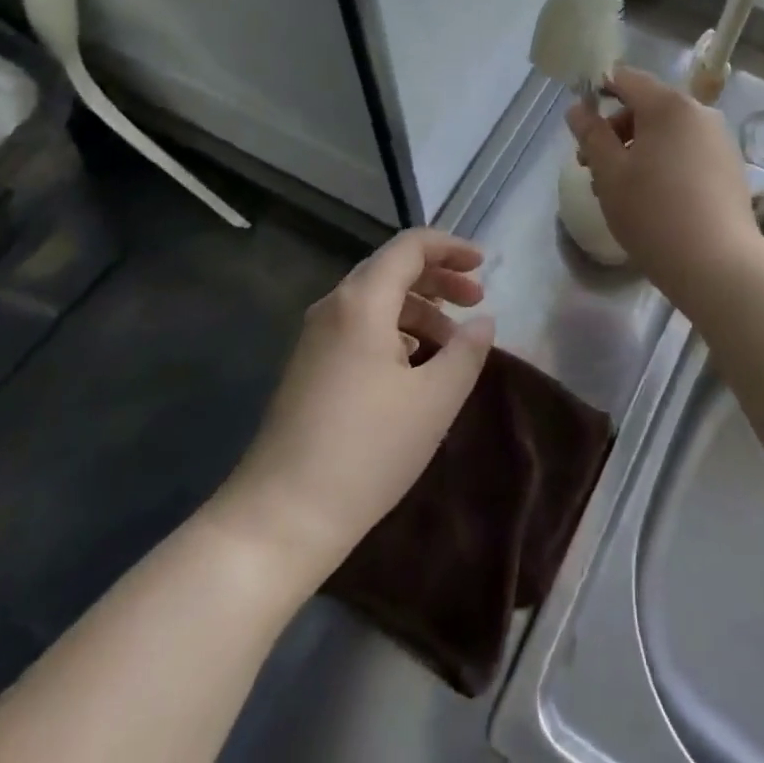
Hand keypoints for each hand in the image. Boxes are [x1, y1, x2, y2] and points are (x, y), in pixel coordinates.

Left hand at [210, 229, 493, 585]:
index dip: (450, 247)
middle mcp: (334, 306)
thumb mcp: (434, 400)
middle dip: (439, 278)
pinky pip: (361, 327)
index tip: (483, 265)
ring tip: (453, 345)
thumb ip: (466, 351)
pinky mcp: (309, 366)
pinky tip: (415, 367)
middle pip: (392, 268)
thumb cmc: (367, 450)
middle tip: (476, 301)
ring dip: (420, 310)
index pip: (410, 246)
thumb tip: (483, 322)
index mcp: (362, 301)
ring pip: (377, 300)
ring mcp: (316, 337)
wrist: (280, 518)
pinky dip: (396, 331)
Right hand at [565, 66, 762, 281]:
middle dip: (615, 130)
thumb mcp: (609, 173)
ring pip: (667, 132)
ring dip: (638, 149)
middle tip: (592, 166)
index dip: (598, 91)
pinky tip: (654, 200)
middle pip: (647, 106)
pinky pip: (687, 152)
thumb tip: (578, 109)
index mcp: (668, 105)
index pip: (626, 78)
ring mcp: (719, 140)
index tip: (581, 124)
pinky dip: (664, 163)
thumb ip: (591, 135)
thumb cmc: (653, 212)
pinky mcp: (730, 168)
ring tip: (620, 189)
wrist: (718, 265)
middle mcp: (699, 113)